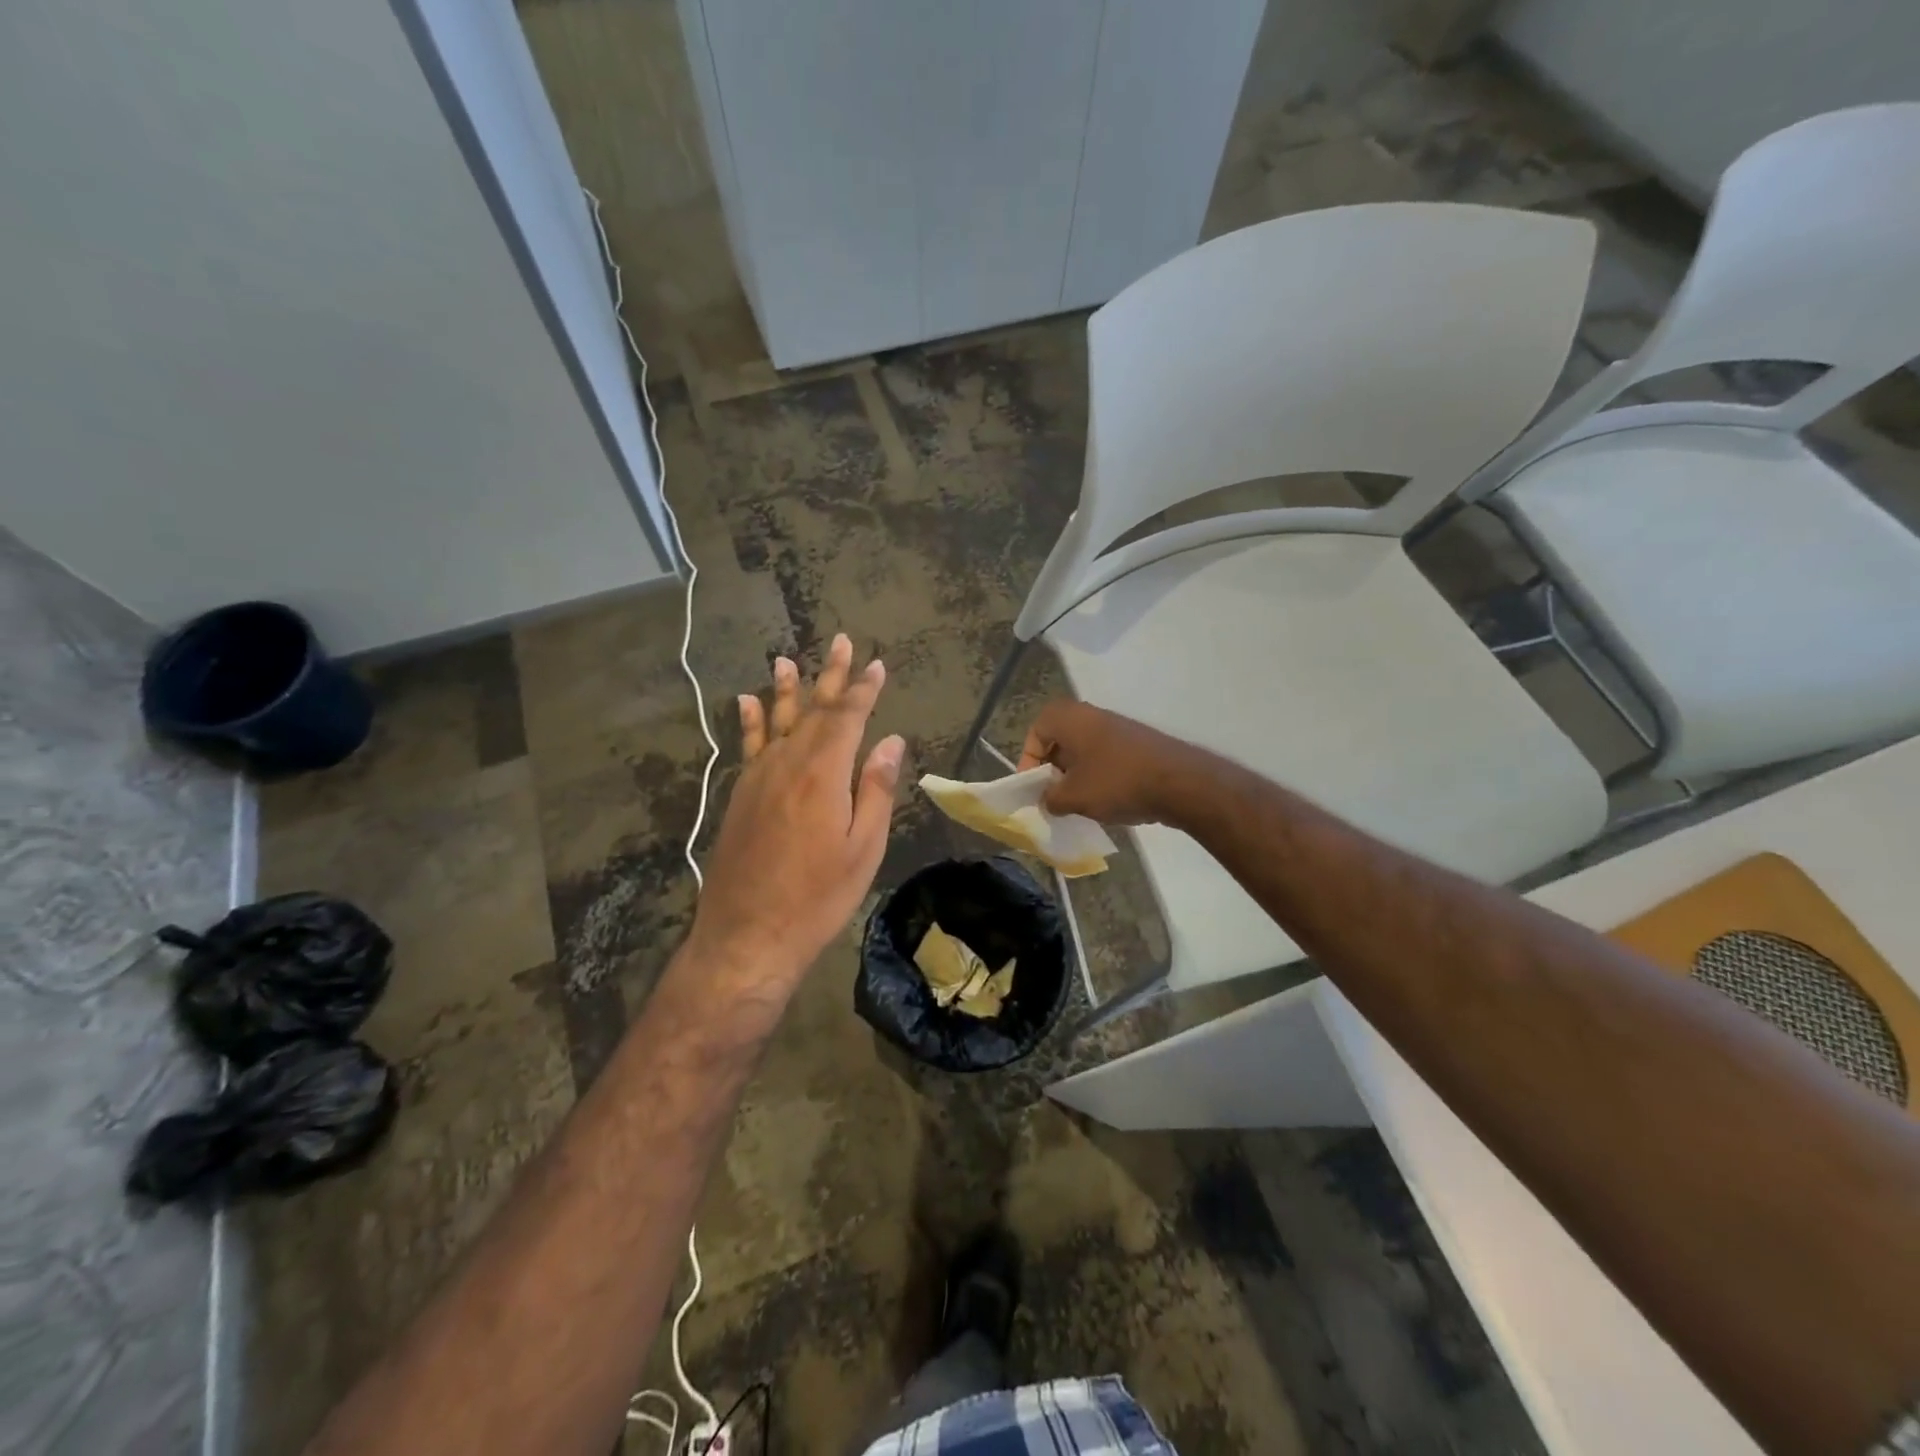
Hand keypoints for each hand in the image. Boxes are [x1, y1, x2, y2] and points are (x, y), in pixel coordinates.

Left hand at [688, 635, 904, 992]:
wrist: (747, 934)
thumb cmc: (817, 896)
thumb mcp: (863, 848)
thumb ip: (876, 789)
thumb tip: (891, 741)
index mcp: (823, 774)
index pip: (848, 718)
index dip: (864, 690)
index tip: (878, 665)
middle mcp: (787, 764)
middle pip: (813, 710)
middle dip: (830, 676)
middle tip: (842, 642)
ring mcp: (757, 778)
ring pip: (775, 721)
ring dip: (785, 689)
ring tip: (786, 659)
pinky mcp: (739, 795)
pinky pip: (747, 746)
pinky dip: (749, 721)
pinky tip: (745, 702)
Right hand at [1017, 700, 1204, 825]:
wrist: (1180, 783)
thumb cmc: (1116, 783)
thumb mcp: (1073, 797)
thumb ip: (1050, 798)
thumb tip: (1047, 799)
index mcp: (1070, 718)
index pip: (1036, 731)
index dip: (1029, 759)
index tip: (1034, 786)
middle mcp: (1092, 715)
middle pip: (1060, 739)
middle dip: (1053, 769)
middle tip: (1052, 795)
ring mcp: (1118, 728)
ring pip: (1084, 750)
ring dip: (1076, 775)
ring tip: (1077, 803)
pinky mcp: (1138, 744)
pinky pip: (1106, 758)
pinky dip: (1098, 776)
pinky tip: (1105, 802)